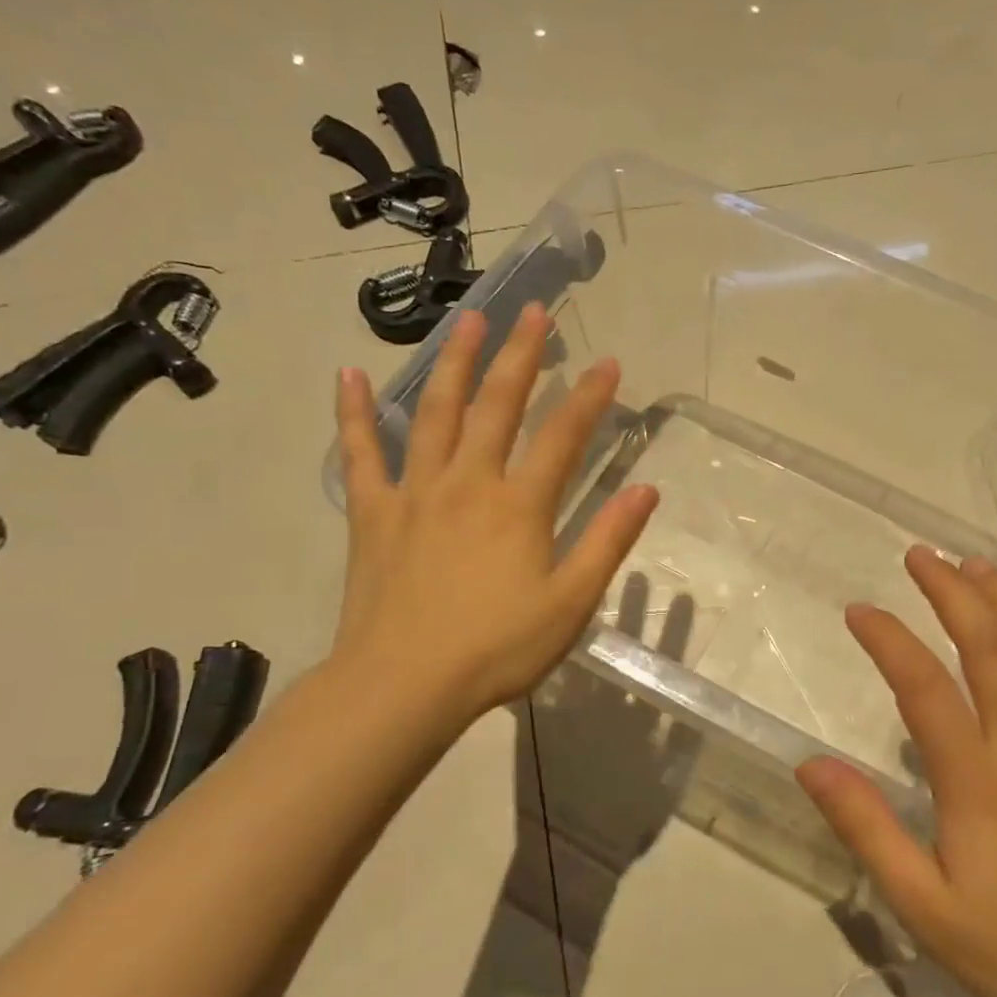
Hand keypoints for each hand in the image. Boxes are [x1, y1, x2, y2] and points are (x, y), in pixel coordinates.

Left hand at [329, 301, 658, 730]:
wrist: (404, 685)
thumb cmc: (497, 648)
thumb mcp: (570, 602)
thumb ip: (608, 541)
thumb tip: (646, 490)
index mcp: (519, 506)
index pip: (563, 436)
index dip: (590, 397)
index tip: (610, 363)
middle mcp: (468, 483)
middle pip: (498, 406)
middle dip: (521, 356)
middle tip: (534, 311)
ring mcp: (415, 492)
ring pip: (435, 413)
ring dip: (454, 363)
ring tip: (467, 320)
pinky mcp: (373, 513)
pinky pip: (361, 453)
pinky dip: (355, 413)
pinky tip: (350, 374)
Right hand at [800, 548, 996, 996]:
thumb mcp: (921, 904)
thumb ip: (866, 828)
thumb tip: (811, 765)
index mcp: (977, 782)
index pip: (924, 688)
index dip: (889, 640)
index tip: (859, 611)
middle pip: (989, 648)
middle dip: (952, 593)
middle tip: (920, 555)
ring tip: (977, 565)